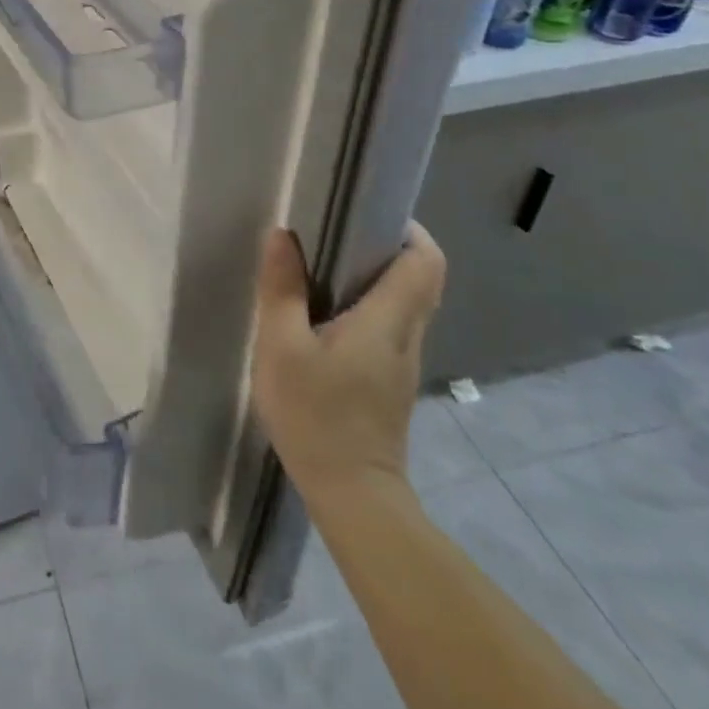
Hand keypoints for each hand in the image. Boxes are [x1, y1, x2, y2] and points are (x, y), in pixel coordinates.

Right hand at [251, 223, 445, 509]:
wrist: (352, 496)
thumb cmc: (316, 415)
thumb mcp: (281, 347)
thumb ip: (282, 288)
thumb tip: (283, 235)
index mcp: (388, 320)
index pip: (427, 261)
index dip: (409, 230)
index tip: (370, 212)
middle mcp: (407, 336)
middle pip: (420, 278)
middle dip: (387, 247)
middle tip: (337, 231)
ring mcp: (403, 362)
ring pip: (406, 303)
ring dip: (375, 277)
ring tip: (324, 265)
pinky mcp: (391, 381)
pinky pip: (390, 326)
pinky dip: (368, 306)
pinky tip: (325, 314)